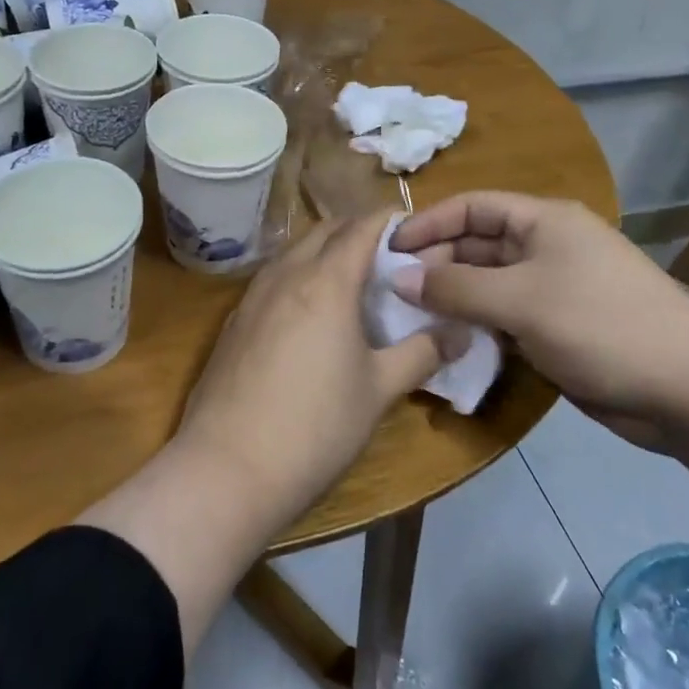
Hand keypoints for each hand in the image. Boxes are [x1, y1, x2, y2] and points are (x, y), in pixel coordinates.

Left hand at [177, 211, 452, 522]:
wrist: (226, 468)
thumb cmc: (315, 426)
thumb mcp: (379, 390)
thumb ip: (422, 353)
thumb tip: (461, 332)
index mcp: (325, 281)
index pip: (361, 227)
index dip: (390, 220)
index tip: (415, 230)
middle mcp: (285, 275)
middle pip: (325, 231)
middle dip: (357, 232)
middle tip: (390, 258)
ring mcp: (252, 297)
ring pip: (294, 252)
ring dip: (325, 253)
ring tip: (354, 283)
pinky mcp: (234, 322)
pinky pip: (273, 279)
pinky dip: (299, 277)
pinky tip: (310, 314)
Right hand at [390, 192, 688, 450]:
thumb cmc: (601, 326)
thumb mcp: (521, 302)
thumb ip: (455, 288)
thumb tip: (399, 279)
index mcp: (543, 221)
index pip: (472, 207)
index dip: (428, 223)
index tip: (388, 250)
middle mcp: (546, 246)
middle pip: (477, 243)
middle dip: (436, 264)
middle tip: (394, 292)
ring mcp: (553, 287)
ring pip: (487, 283)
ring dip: (452, 297)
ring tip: (410, 317)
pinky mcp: (557, 325)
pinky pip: (504, 314)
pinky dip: (476, 323)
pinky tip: (448, 340)